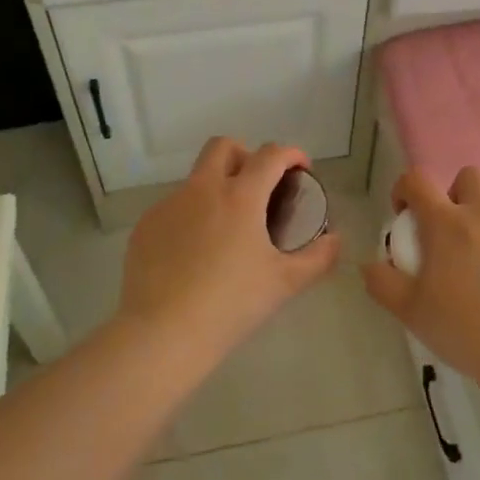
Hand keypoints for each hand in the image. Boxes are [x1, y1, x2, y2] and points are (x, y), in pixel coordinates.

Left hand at [119, 138, 342, 353]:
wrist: (163, 332)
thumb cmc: (231, 304)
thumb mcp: (285, 283)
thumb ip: (318, 257)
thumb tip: (334, 240)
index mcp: (240, 196)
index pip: (270, 155)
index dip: (291, 154)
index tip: (301, 168)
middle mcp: (202, 189)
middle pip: (224, 146)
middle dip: (246, 155)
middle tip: (259, 186)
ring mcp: (169, 205)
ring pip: (196, 179)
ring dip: (217, 188)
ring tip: (227, 229)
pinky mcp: (146, 226)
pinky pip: (173, 208)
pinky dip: (191, 217)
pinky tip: (195, 253)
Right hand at [360, 166, 479, 385]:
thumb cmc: (464, 328)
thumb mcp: (410, 311)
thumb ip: (382, 283)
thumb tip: (370, 265)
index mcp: (446, 223)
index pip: (417, 180)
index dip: (404, 189)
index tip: (403, 215)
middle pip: (468, 176)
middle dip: (454, 194)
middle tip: (448, 232)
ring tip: (479, 254)